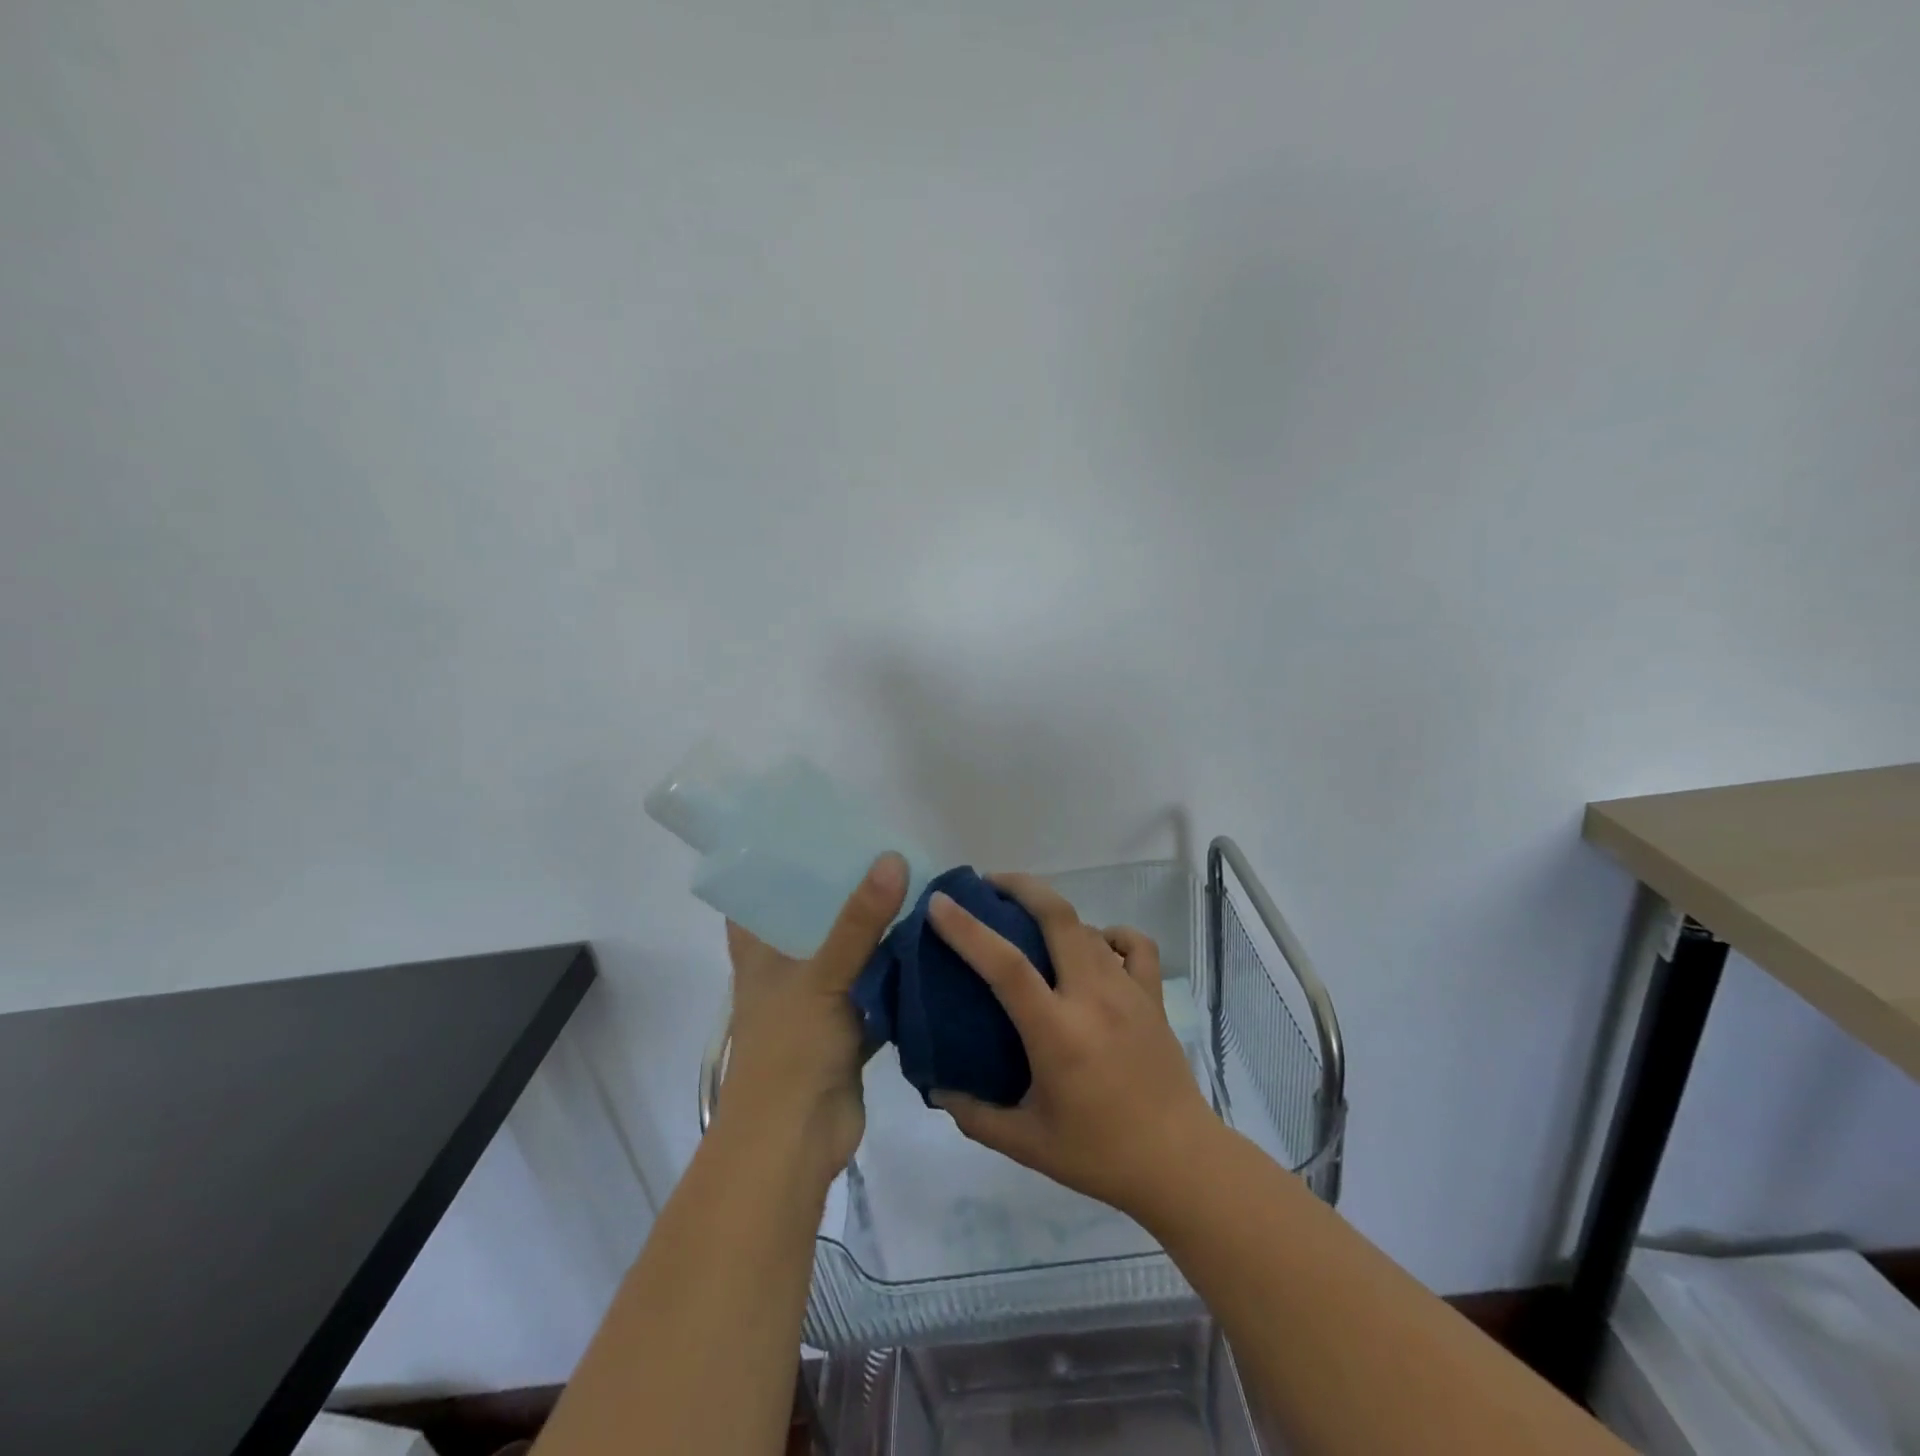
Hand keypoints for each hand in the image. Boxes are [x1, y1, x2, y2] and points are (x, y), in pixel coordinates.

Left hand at [716, 853, 908, 1188]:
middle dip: (845, 890)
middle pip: (813, 918)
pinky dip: (896, 972)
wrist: (796, 1141)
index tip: (815, 827)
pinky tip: (928, 943)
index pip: (758, 893)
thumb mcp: (821, 976)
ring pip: (849, 953)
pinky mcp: (848, 1027)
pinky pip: (875, 988)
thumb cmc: (790, 1049)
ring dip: (875, 930)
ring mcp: (818, 999)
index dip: (778, 860)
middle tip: (885, 849)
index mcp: (759, 951)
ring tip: (914, 884)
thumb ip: (858, 921)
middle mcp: (785, 969)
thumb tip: (892, 858)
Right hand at [927, 873, 1221, 1220]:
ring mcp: (1128, 991)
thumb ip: (974, 1114)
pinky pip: (1134, 944)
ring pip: (1088, 927)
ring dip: (1053, 911)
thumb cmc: (1099, 1155)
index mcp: (1058, 1033)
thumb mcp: (1026, 1144)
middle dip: (1021, 887)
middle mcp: (1093, 998)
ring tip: (1027, 917)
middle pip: (1058, 916)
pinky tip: (1094, 946)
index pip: (1007, 966)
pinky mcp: (1153, 996)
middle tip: (988, 884)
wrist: (1181, 1164)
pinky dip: (1109, 934)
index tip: (939, 903)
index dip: (968, 929)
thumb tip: (936, 1085)